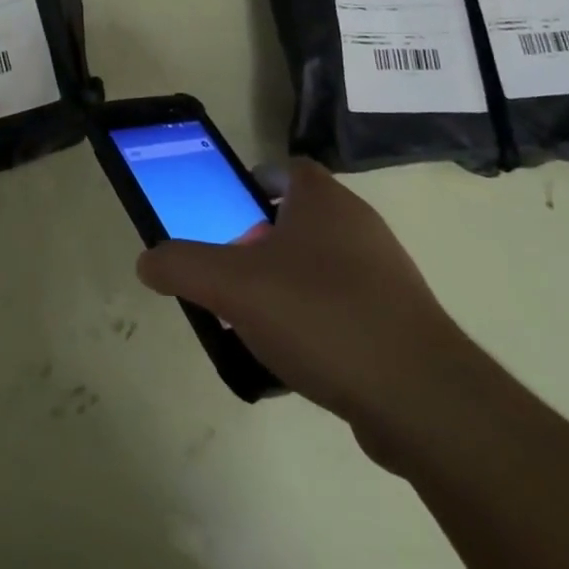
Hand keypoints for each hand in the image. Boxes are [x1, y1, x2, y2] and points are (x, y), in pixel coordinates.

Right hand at [137, 159, 489, 468]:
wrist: (421, 399)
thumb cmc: (321, 316)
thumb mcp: (233, 286)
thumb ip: (182, 266)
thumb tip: (147, 261)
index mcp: (324, 200)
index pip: (286, 169)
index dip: (254, 183)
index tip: (228, 214)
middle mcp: (359, 225)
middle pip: (300, 219)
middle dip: (262, 241)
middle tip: (232, 273)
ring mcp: (386, 275)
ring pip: (322, 266)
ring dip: (288, 285)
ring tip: (256, 322)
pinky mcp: (401, 323)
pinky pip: (345, 308)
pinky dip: (318, 323)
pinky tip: (296, 361)